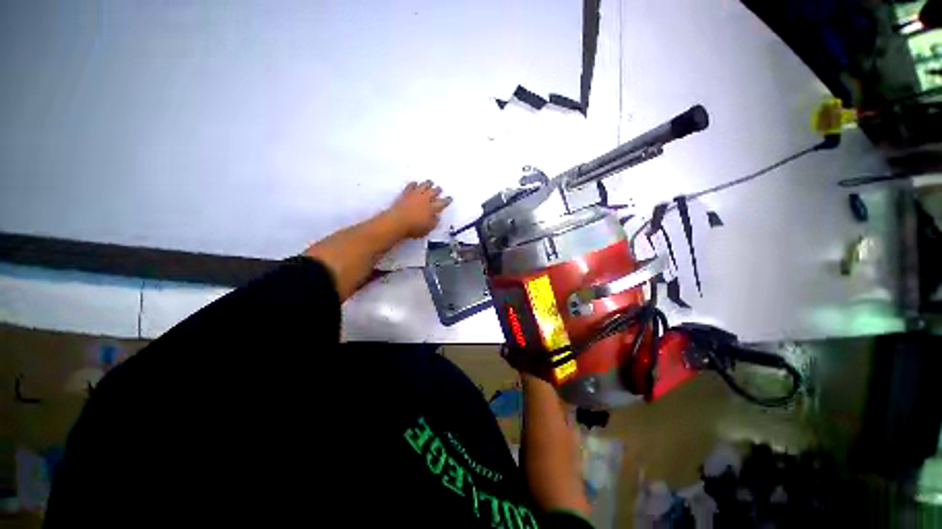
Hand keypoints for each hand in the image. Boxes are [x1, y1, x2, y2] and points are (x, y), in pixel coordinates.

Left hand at [385, 180, 451, 238]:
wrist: (397, 221)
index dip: (447, 200)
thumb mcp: (428, 229)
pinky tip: (415, 183)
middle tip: (440, 188)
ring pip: (423, 186)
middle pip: (434, 192)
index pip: (442, 203)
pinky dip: (414, 184)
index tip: (449, 199)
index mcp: (432, 208)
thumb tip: (437, 218)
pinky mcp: (405, 194)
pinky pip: (411, 186)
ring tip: (430, 182)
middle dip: (438, 190)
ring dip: (427, 184)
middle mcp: (425, 199)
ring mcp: (415, 195)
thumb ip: (434, 222)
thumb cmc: (414, 228)